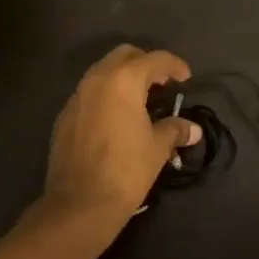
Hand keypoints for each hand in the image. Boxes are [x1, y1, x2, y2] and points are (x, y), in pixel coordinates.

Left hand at [42, 45, 202, 233]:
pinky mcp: (65, 115)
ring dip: (124, 78)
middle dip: (146, 64)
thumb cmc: (125, 170)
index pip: (155, 59)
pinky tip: (116, 119)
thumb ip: (175, 130)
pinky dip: (106, 95)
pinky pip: (89, 92)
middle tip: (162, 85)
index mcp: (124, 80)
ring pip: (103, 71)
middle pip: (125, 55)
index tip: (186, 80)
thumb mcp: (157, 148)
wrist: (79, 204)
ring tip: (141, 101)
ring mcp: (77, 96)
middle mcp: (97, 78)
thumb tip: (193, 129)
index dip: (175, 66)